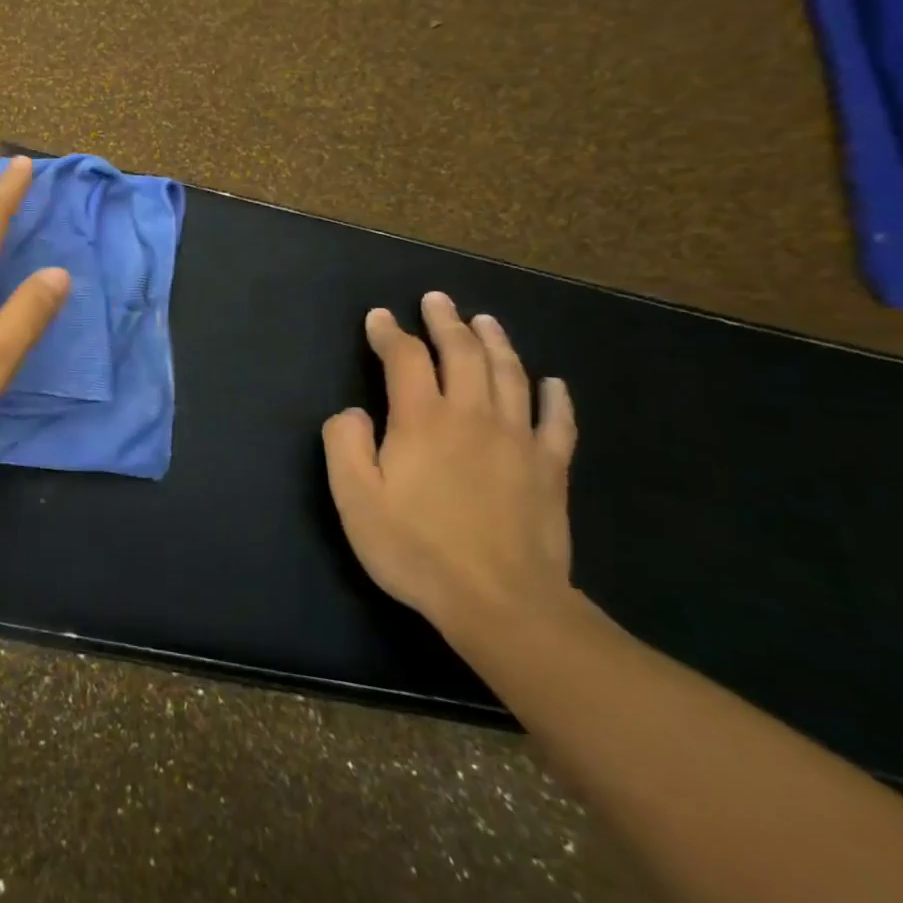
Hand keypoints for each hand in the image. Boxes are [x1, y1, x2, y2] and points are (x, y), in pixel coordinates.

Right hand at [321, 292, 577, 641]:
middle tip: (436, 300)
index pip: (404, 358)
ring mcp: (518, 439)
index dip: (388, 332)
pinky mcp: (550, 468)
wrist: (502, 603)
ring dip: (495, 341)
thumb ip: (344, 444)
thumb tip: (353, 413)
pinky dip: (554, 396)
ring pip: (509, 374)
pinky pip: (557, 421)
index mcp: (421, 419)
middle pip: (462, 353)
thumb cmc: (416, 548)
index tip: (378, 317)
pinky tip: (552, 383)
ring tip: (484, 320)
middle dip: (445, 321)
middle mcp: (471, 415)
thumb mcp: (354, 498)